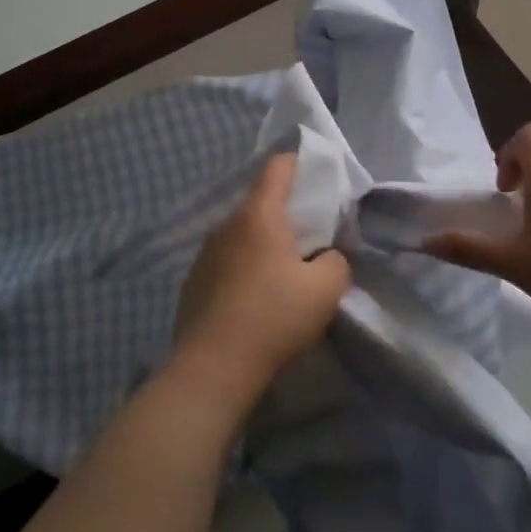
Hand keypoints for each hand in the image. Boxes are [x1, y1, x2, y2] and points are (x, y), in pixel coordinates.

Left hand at [169, 153, 351, 406]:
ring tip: (284, 272)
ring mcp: (204, 255)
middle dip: (287, 212)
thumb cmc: (274, 317)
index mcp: (258, 216)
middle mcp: (226, 226)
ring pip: (242, 235)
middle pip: (260, 203)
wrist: (213, 368)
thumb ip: (336, 261)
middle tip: (312, 235)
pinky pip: (227, 263)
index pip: (278, 167)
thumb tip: (325, 258)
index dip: (299, 162)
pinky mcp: (194, 283)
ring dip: (264, 244)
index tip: (317, 175)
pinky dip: (245, 269)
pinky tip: (256, 299)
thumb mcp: (326, 288)